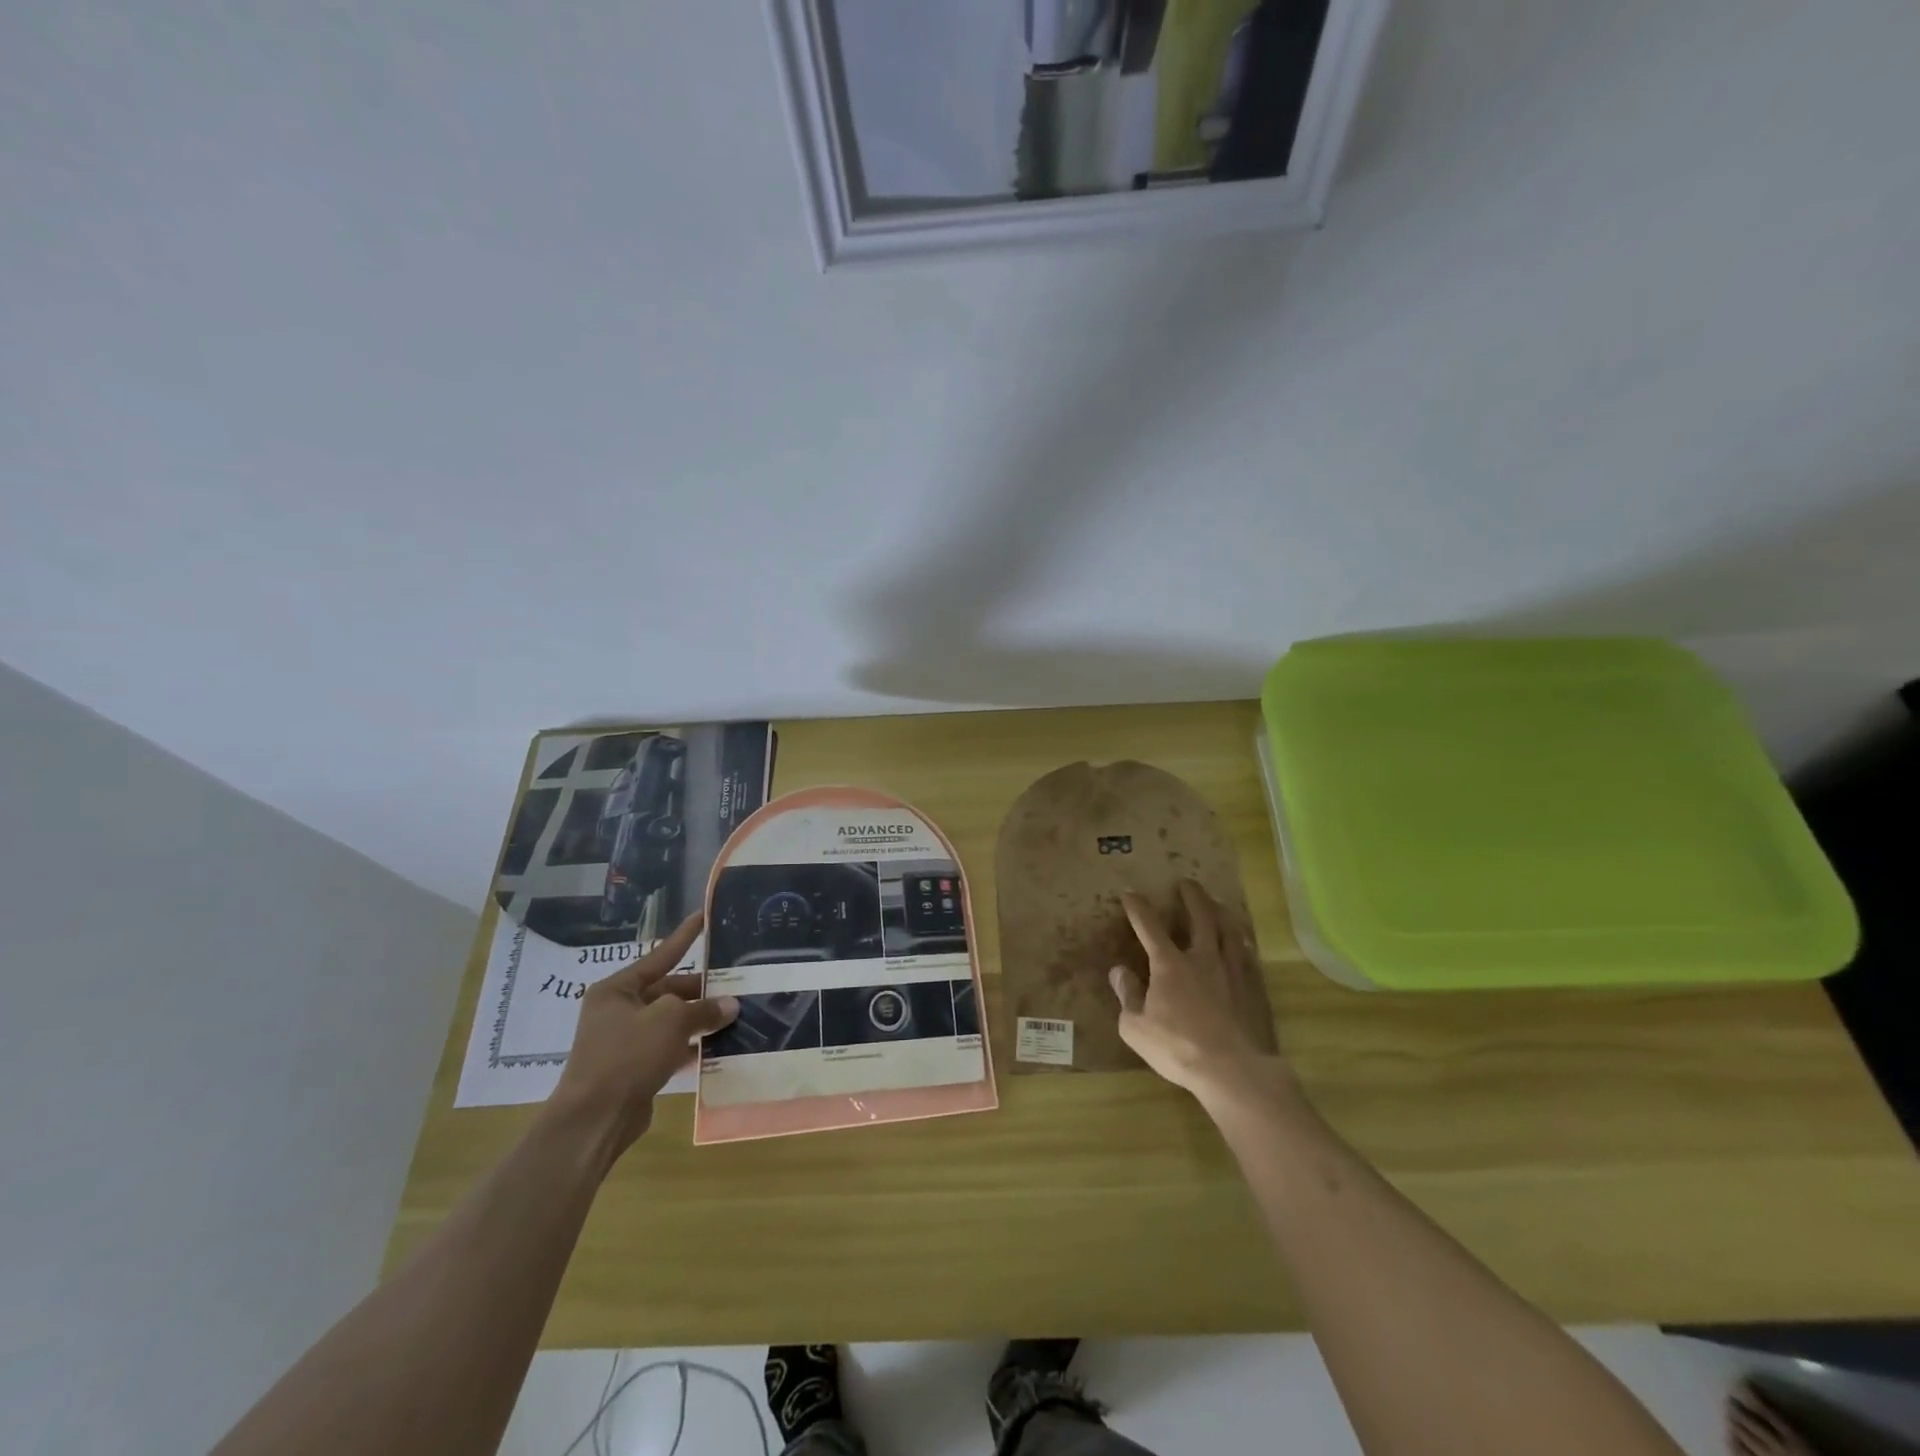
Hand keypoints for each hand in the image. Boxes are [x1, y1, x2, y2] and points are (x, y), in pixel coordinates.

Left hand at [546, 912, 737, 1156]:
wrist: (594, 1120)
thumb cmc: (627, 1055)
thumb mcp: (671, 1021)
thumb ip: (703, 1008)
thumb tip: (730, 1004)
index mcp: (618, 989)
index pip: (660, 955)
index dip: (685, 936)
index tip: (704, 916)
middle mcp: (619, 1010)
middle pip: (669, 990)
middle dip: (702, 990)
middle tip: (737, 983)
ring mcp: (626, 1041)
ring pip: (672, 1021)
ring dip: (701, 1019)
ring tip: (737, 1012)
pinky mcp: (636, 1068)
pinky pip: (671, 1048)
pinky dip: (693, 1046)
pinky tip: (721, 1046)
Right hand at [1110, 880, 1285, 1106]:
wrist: (1234, 1070)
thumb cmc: (1178, 1048)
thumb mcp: (1136, 1027)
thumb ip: (1127, 995)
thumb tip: (1119, 971)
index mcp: (1170, 964)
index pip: (1149, 926)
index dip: (1138, 907)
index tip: (1130, 893)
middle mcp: (1202, 957)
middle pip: (1199, 915)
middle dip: (1191, 896)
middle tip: (1186, 883)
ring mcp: (1232, 970)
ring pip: (1229, 929)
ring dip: (1220, 911)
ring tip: (1217, 904)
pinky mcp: (1254, 987)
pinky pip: (1247, 953)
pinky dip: (1240, 941)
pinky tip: (1241, 943)